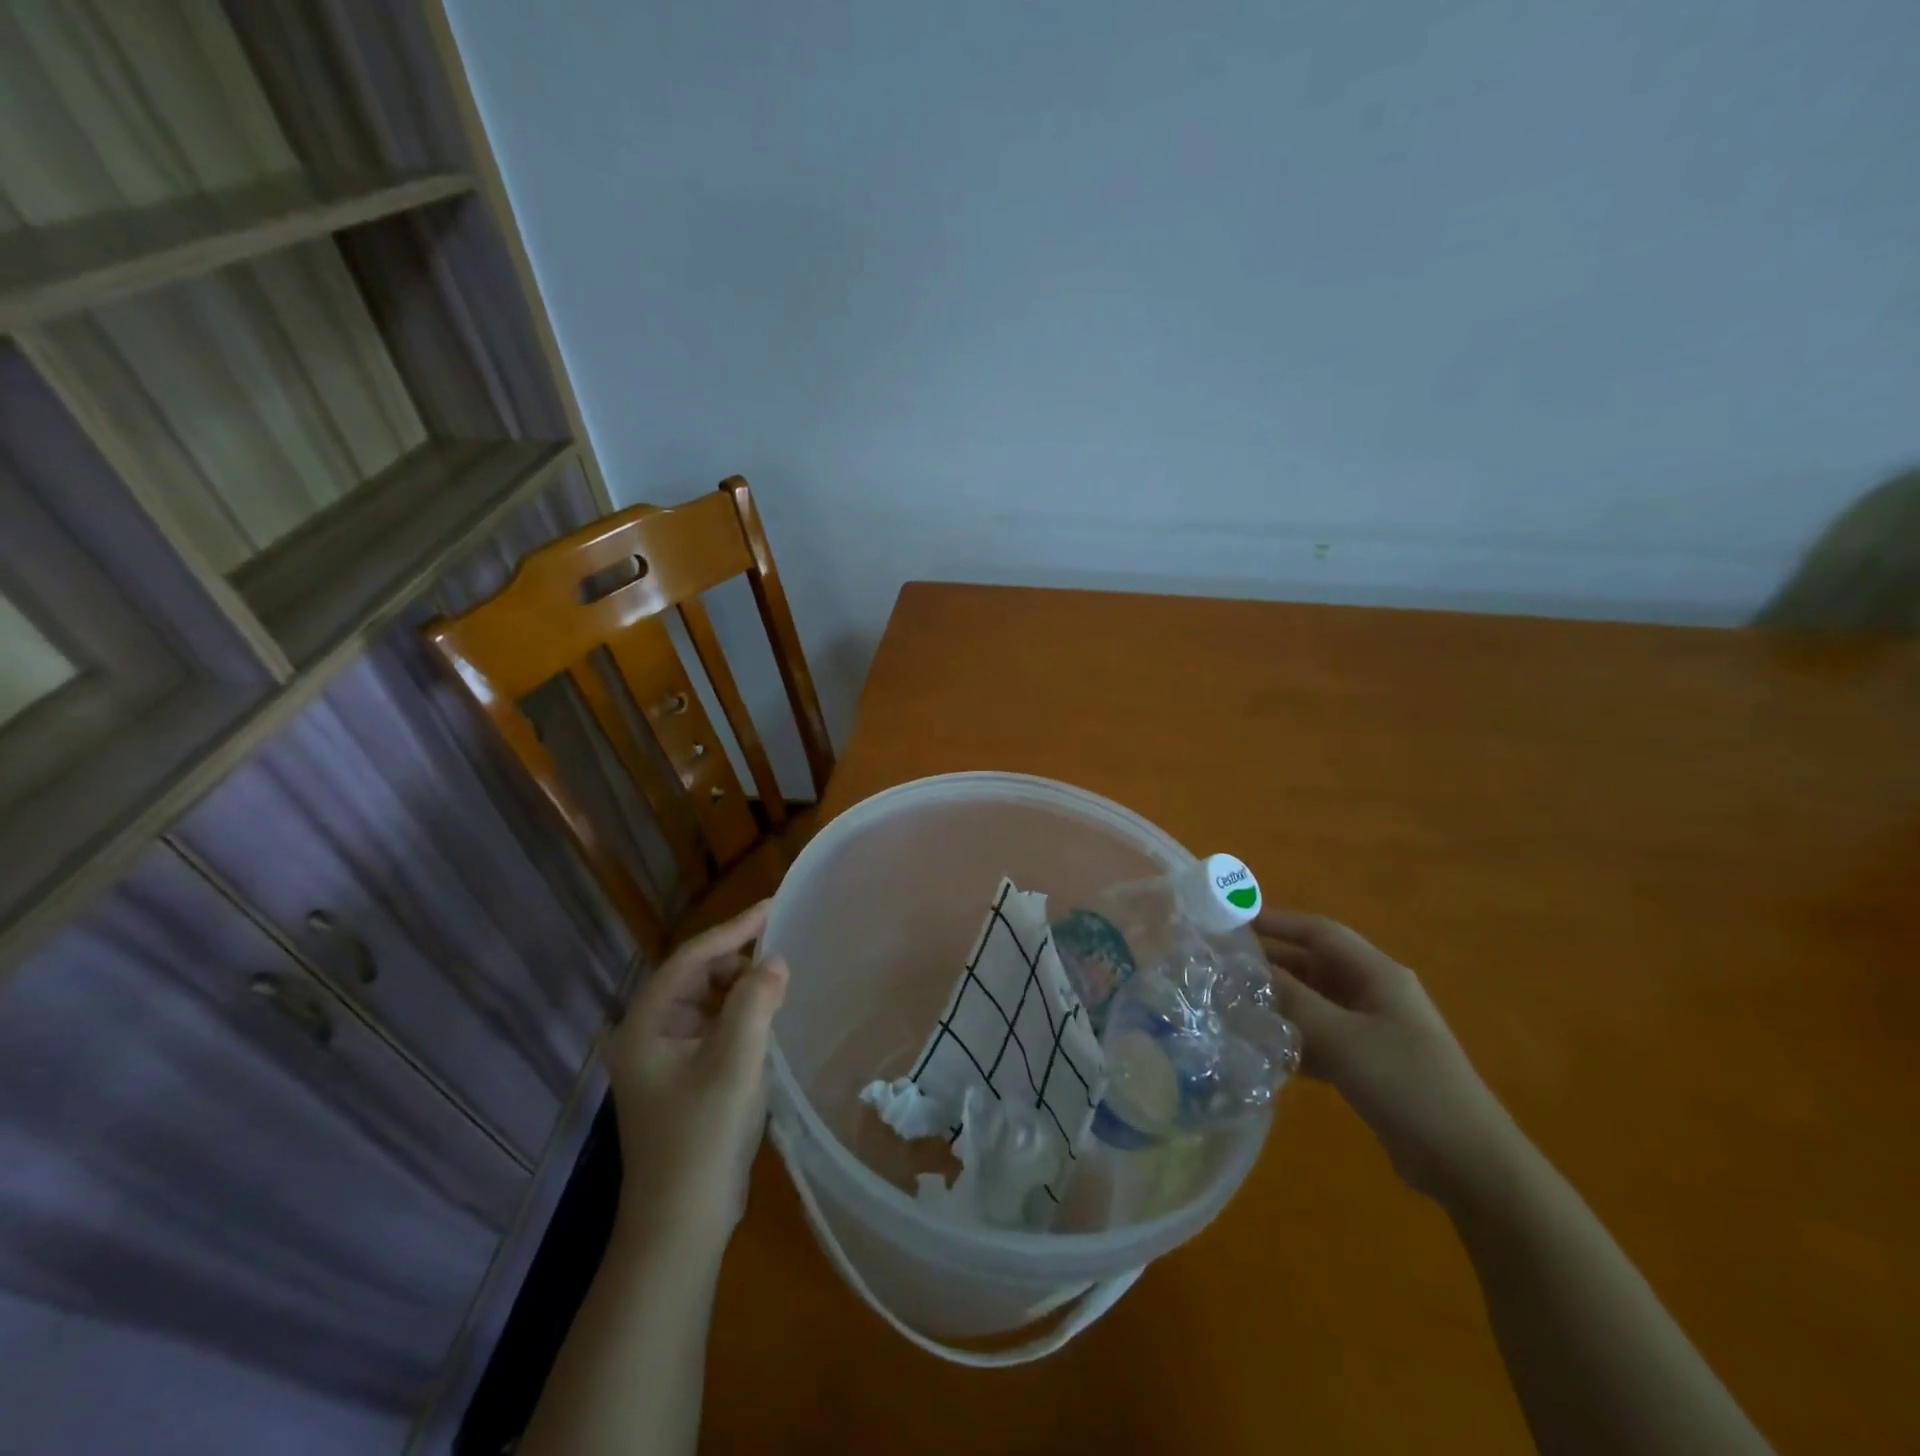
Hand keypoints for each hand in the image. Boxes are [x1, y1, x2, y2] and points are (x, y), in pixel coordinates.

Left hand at [608, 901, 789, 1252]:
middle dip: (737, 962)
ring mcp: (663, 1059)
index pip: (689, 959)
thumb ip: (756, 1003)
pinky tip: (766, 1019)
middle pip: (695, 977)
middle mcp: (647, 1035)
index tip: (771, 907)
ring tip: (779, 987)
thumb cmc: (701, 1138)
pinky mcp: (681, 1078)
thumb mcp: (735, 1064)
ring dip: (741, 990)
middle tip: (782, 955)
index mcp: (645, 1026)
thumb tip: (775, 961)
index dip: (731, 930)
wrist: (680, 1226)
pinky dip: (739, 1016)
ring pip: (706, 1002)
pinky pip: (712, 1028)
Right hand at [1258, 910, 1518, 1204]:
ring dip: (1278, 1004)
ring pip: (1314, 1003)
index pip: (1319, 932)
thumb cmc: (1407, 1084)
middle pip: (1313, 966)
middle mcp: (1374, 994)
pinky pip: (1321, 1037)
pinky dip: (1293, 1038)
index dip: (1277, 921)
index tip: (1232, 920)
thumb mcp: (1342, 1037)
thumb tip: (1244, 971)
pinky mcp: (1369, 1064)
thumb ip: (1292, 1000)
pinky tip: (1262, 1050)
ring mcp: (1373, 1030)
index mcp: (1377, 974)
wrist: (1468, 1163)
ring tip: (1231, 1006)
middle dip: (1270, 964)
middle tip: (1221, 967)